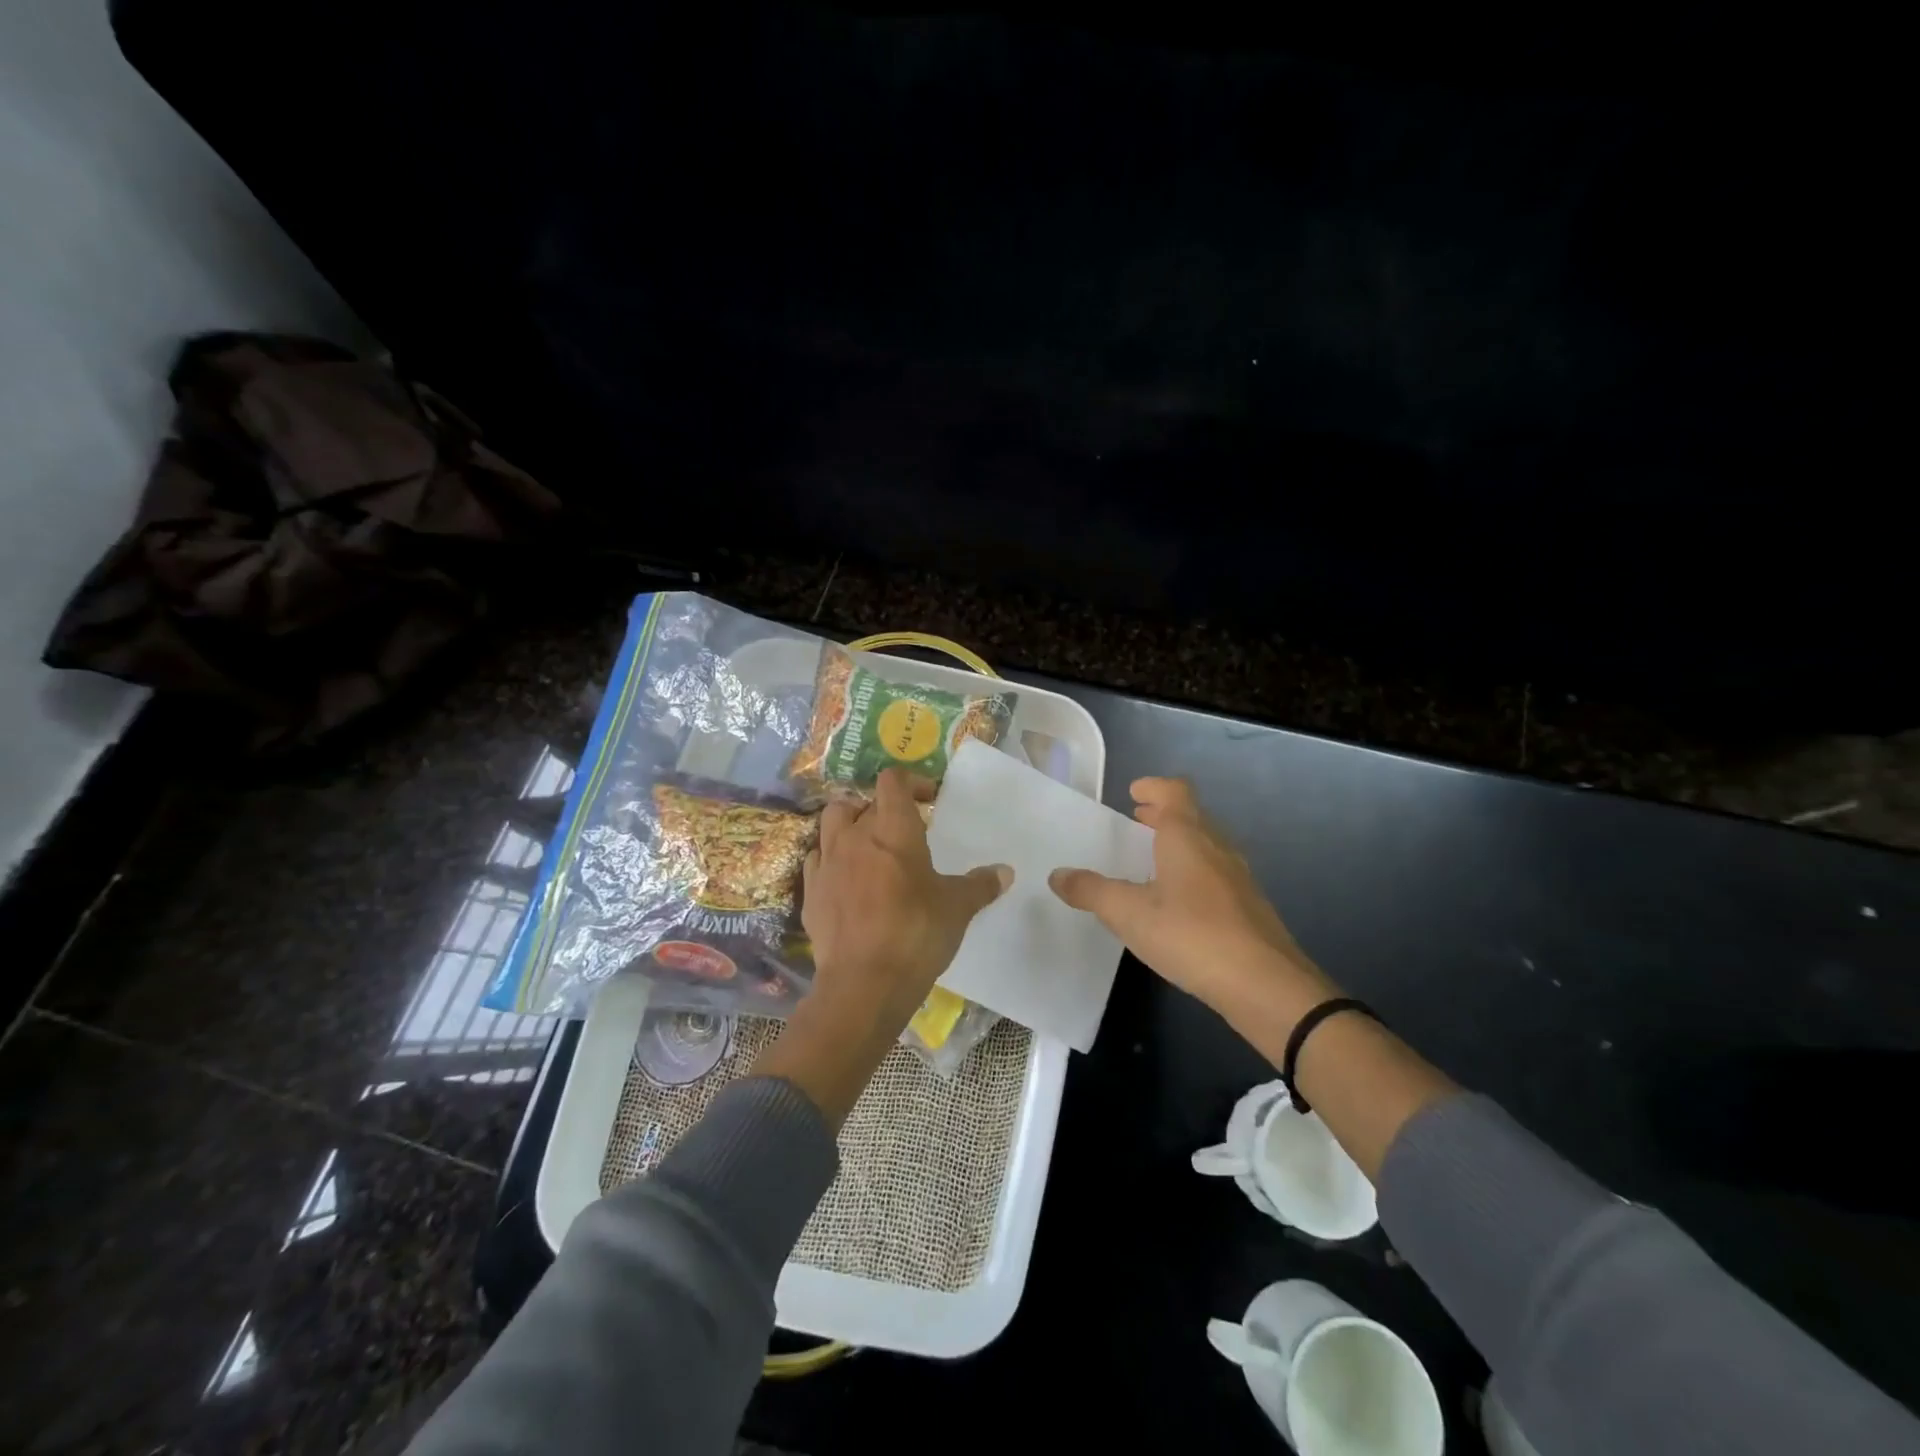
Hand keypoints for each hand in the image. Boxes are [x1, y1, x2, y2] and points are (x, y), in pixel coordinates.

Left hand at [759, 769, 1010, 1124]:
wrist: (864, 983)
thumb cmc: (917, 933)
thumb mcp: (958, 908)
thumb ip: (980, 885)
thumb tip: (1005, 872)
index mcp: (893, 829)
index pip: (892, 781)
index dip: (911, 782)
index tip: (929, 799)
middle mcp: (855, 836)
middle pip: (859, 801)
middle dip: (879, 808)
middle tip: (900, 829)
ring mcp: (827, 863)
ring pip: (831, 823)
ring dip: (849, 826)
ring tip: (868, 847)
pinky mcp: (811, 892)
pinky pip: (817, 860)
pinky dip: (831, 859)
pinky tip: (846, 879)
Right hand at [1049, 777, 1335, 1032]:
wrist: (1265, 985)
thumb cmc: (1191, 934)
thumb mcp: (1129, 913)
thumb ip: (1091, 891)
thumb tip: (1057, 874)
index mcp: (1188, 836)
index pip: (1175, 791)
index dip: (1154, 787)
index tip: (1133, 792)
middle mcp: (1217, 846)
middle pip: (1192, 815)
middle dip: (1163, 815)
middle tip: (1137, 821)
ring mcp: (1238, 876)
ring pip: (1206, 844)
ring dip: (1180, 843)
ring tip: (1153, 860)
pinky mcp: (1249, 906)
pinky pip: (1216, 872)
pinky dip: (1194, 870)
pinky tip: (1180, 901)